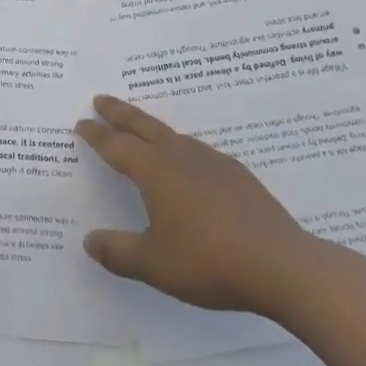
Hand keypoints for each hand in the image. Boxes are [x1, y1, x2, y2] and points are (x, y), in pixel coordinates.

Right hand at [79, 95, 316, 316]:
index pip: (118, 146)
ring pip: (173, 135)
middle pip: (144, 126)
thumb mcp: (155, 264)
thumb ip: (119, 252)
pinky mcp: (238, 175)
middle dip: (119, 112)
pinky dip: (181, 147)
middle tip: (101, 99)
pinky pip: (199, 150)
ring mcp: (213, 163)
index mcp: (155, 172)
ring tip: (142, 129)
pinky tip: (189, 163)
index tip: (82, 123)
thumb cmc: (210, 261)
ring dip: (151, 127)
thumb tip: (89, 242)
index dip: (97, 135)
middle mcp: (181, 157)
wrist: (283, 265)